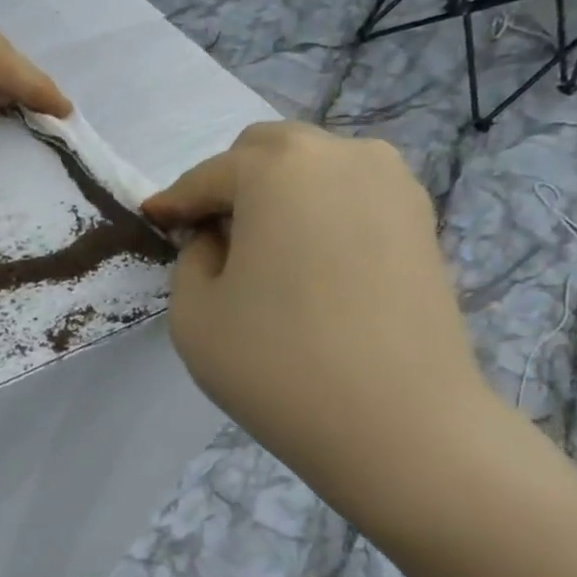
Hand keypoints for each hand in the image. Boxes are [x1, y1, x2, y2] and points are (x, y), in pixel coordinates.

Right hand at [143, 121, 504, 525]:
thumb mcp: (194, 314)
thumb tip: (216, 240)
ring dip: (278, 195)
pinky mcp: (422, 221)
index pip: (208, 175)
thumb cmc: (277, 365)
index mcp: (277, 168)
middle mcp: (342, 155)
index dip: (175, 202)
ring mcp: (393, 185)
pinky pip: (352, 196)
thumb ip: (191, 259)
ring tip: (262, 252)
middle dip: (229, 186)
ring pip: (315, 168)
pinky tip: (309, 265)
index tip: (154, 223)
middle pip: (267, 152)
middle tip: (210, 239)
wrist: (399, 424)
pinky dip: (320, 214)